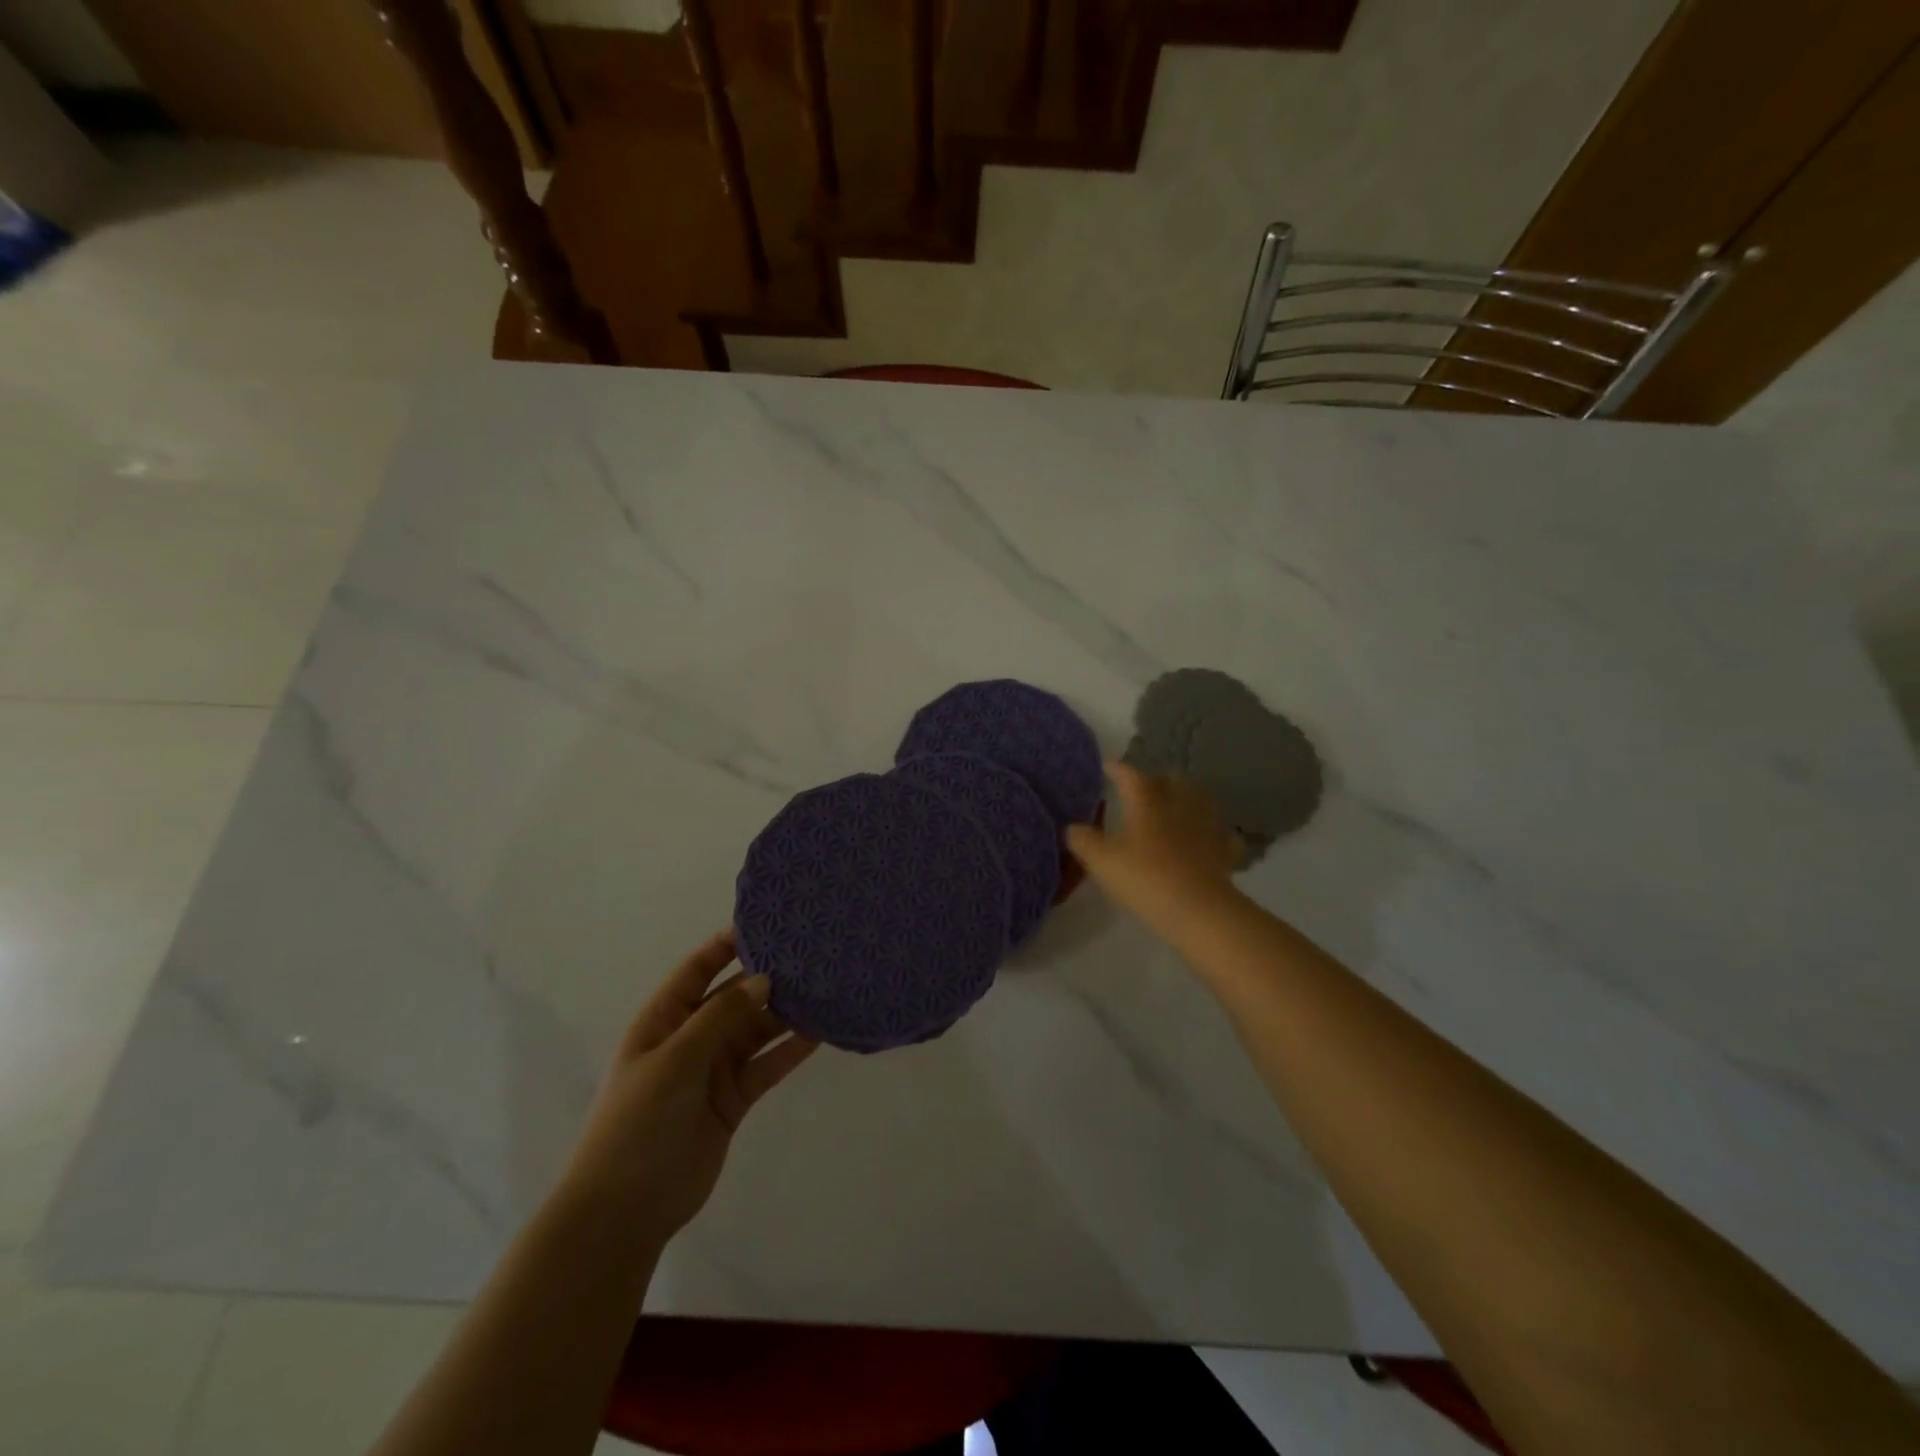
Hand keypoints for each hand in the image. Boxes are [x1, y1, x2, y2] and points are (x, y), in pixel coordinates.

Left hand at [562, 931, 816, 1246]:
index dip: (727, 944)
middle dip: (767, 977)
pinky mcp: (734, 1099)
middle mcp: (691, 1037)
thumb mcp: (675, 1059)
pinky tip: (820, 1033)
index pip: (698, 969)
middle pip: (734, 997)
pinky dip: (790, 1050)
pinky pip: (767, 1065)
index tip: (767, 923)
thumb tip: (763, 979)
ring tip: (824, 988)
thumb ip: (720, 1017)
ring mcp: (714, 1069)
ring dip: (785, 1013)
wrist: (626, 1208)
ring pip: (756, 1030)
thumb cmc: (638, 1121)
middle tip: (810, 955)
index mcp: (664, 1019)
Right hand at [1065, 760, 1243, 938]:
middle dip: (1157, 781)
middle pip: (1171, 780)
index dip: (1116, 768)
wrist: (1198, 908)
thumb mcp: (1101, 861)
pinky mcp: (1224, 848)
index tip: (1107, 766)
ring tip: (1176, 808)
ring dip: (1187, 799)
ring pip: (1200, 799)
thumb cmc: (1144, 877)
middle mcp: (1179, 803)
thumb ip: (1083, 840)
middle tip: (1144, 791)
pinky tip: (1205, 840)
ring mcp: (1206, 824)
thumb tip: (1073, 828)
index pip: (1129, 774)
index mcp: (1147, 800)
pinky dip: (1211, 832)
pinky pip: (1220, 833)